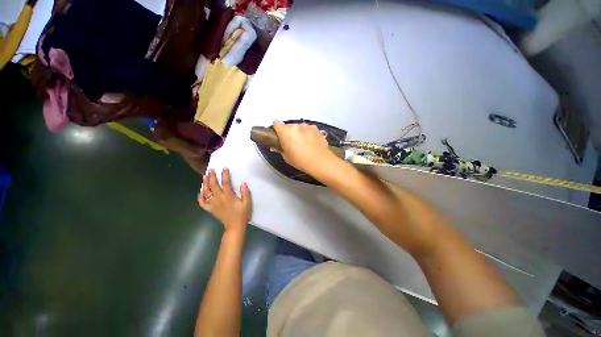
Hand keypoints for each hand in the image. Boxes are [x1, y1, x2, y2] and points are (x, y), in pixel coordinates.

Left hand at [198, 168, 250, 233]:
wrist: (235, 227)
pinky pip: (202, 202)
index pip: (225, 183)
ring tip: (205, 176)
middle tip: (211, 170)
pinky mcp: (210, 209)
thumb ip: (245, 192)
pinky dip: (200, 196)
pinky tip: (201, 191)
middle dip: (212, 176)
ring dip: (205, 183)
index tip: (224, 168)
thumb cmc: (242, 215)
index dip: (224, 175)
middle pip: (213, 185)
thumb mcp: (247, 204)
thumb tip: (242, 182)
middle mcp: (219, 199)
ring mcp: (213, 204)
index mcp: (228, 196)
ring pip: (206, 192)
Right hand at [272, 121, 336, 174]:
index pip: (276, 124)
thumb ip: (280, 149)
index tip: (278, 136)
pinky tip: (311, 143)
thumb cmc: (300, 160)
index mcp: (285, 131)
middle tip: (291, 143)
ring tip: (303, 144)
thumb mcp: (286, 157)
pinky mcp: (316, 128)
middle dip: (289, 132)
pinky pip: (308, 129)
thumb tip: (278, 146)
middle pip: (288, 126)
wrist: (320, 161)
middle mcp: (296, 126)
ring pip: (299, 127)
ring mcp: (307, 126)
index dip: (276, 129)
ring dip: (299, 132)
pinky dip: (308, 133)